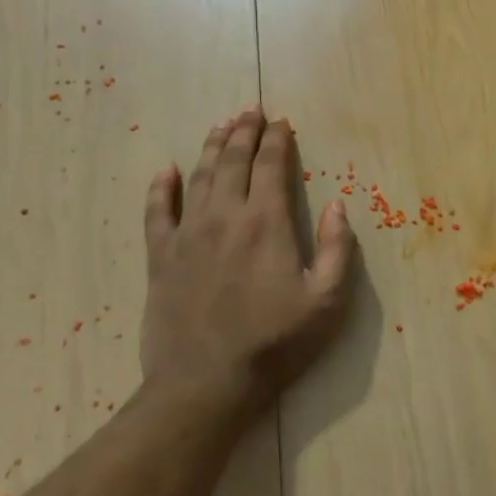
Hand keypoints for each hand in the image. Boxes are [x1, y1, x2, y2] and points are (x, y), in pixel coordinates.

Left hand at [140, 106, 355, 414]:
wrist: (205, 384)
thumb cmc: (276, 342)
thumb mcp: (327, 300)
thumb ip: (338, 248)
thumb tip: (338, 205)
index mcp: (267, 223)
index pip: (271, 166)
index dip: (277, 140)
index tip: (282, 122)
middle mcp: (225, 217)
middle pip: (233, 162)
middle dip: (244, 132)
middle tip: (251, 110)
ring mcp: (188, 236)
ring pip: (199, 177)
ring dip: (212, 148)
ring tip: (221, 126)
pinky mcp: (161, 258)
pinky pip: (157, 213)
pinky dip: (161, 188)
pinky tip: (167, 170)